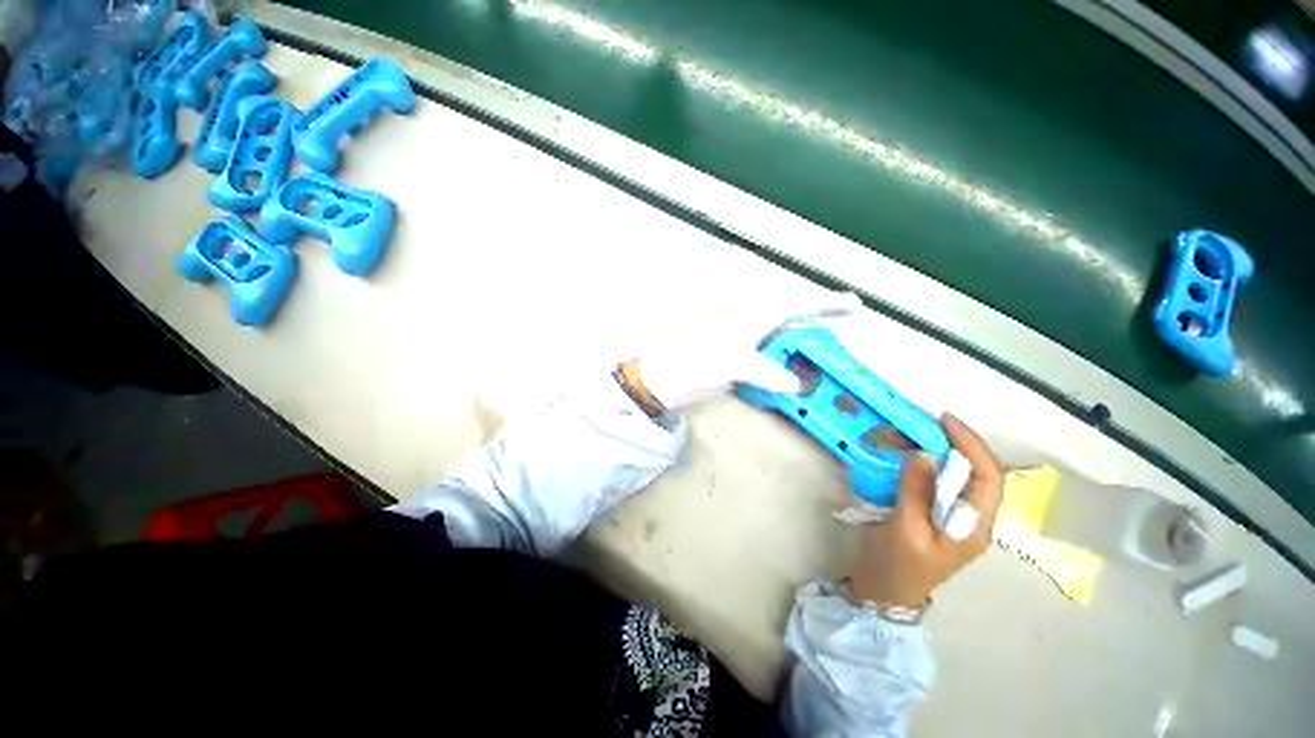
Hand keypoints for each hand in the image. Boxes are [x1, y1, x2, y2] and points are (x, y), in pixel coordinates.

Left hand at [635, 291, 861, 410]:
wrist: (667, 375)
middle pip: (794, 327)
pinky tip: (794, 385)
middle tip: (842, 343)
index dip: (825, 305)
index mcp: (754, 320)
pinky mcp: (742, 366)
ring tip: (824, 367)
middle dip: (819, 331)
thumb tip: (796, 384)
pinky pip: (772, 367)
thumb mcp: (732, 362)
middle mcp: (755, 331)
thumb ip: (765, 371)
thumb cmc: (696, 359)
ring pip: (785, 348)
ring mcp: (748, 349)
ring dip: (804, 357)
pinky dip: (785, 374)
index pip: (796, 308)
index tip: (854, 305)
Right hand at [847, 414, 1003, 607]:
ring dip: (944, 451)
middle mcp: (973, 519)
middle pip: (980, 473)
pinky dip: (929, 463)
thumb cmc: (898, 564)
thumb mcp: (905, 528)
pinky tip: (911, 455)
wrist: (884, 590)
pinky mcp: (938, 513)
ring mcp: (956, 517)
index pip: (989, 478)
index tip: (944, 421)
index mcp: (975, 526)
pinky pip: (941, 482)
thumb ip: (916, 491)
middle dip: (960, 444)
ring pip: (961, 476)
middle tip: (928, 422)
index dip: (972, 445)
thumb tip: (925, 454)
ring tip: (919, 433)